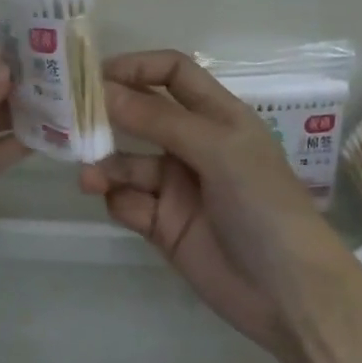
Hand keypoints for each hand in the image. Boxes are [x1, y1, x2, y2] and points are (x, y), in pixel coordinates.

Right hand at [79, 51, 332, 351]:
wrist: (290, 295)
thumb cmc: (263, 205)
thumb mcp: (216, 149)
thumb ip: (157, 119)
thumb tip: (102, 89)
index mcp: (217, 117)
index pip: (172, 74)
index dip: (137, 67)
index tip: (95, 75)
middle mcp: (194, 145)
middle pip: (141, 115)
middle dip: (108, 116)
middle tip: (70, 120)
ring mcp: (177, 186)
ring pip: (127, 162)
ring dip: (106, 166)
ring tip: (90, 179)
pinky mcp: (163, 224)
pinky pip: (128, 202)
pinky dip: (120, 201)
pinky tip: (125, 210)